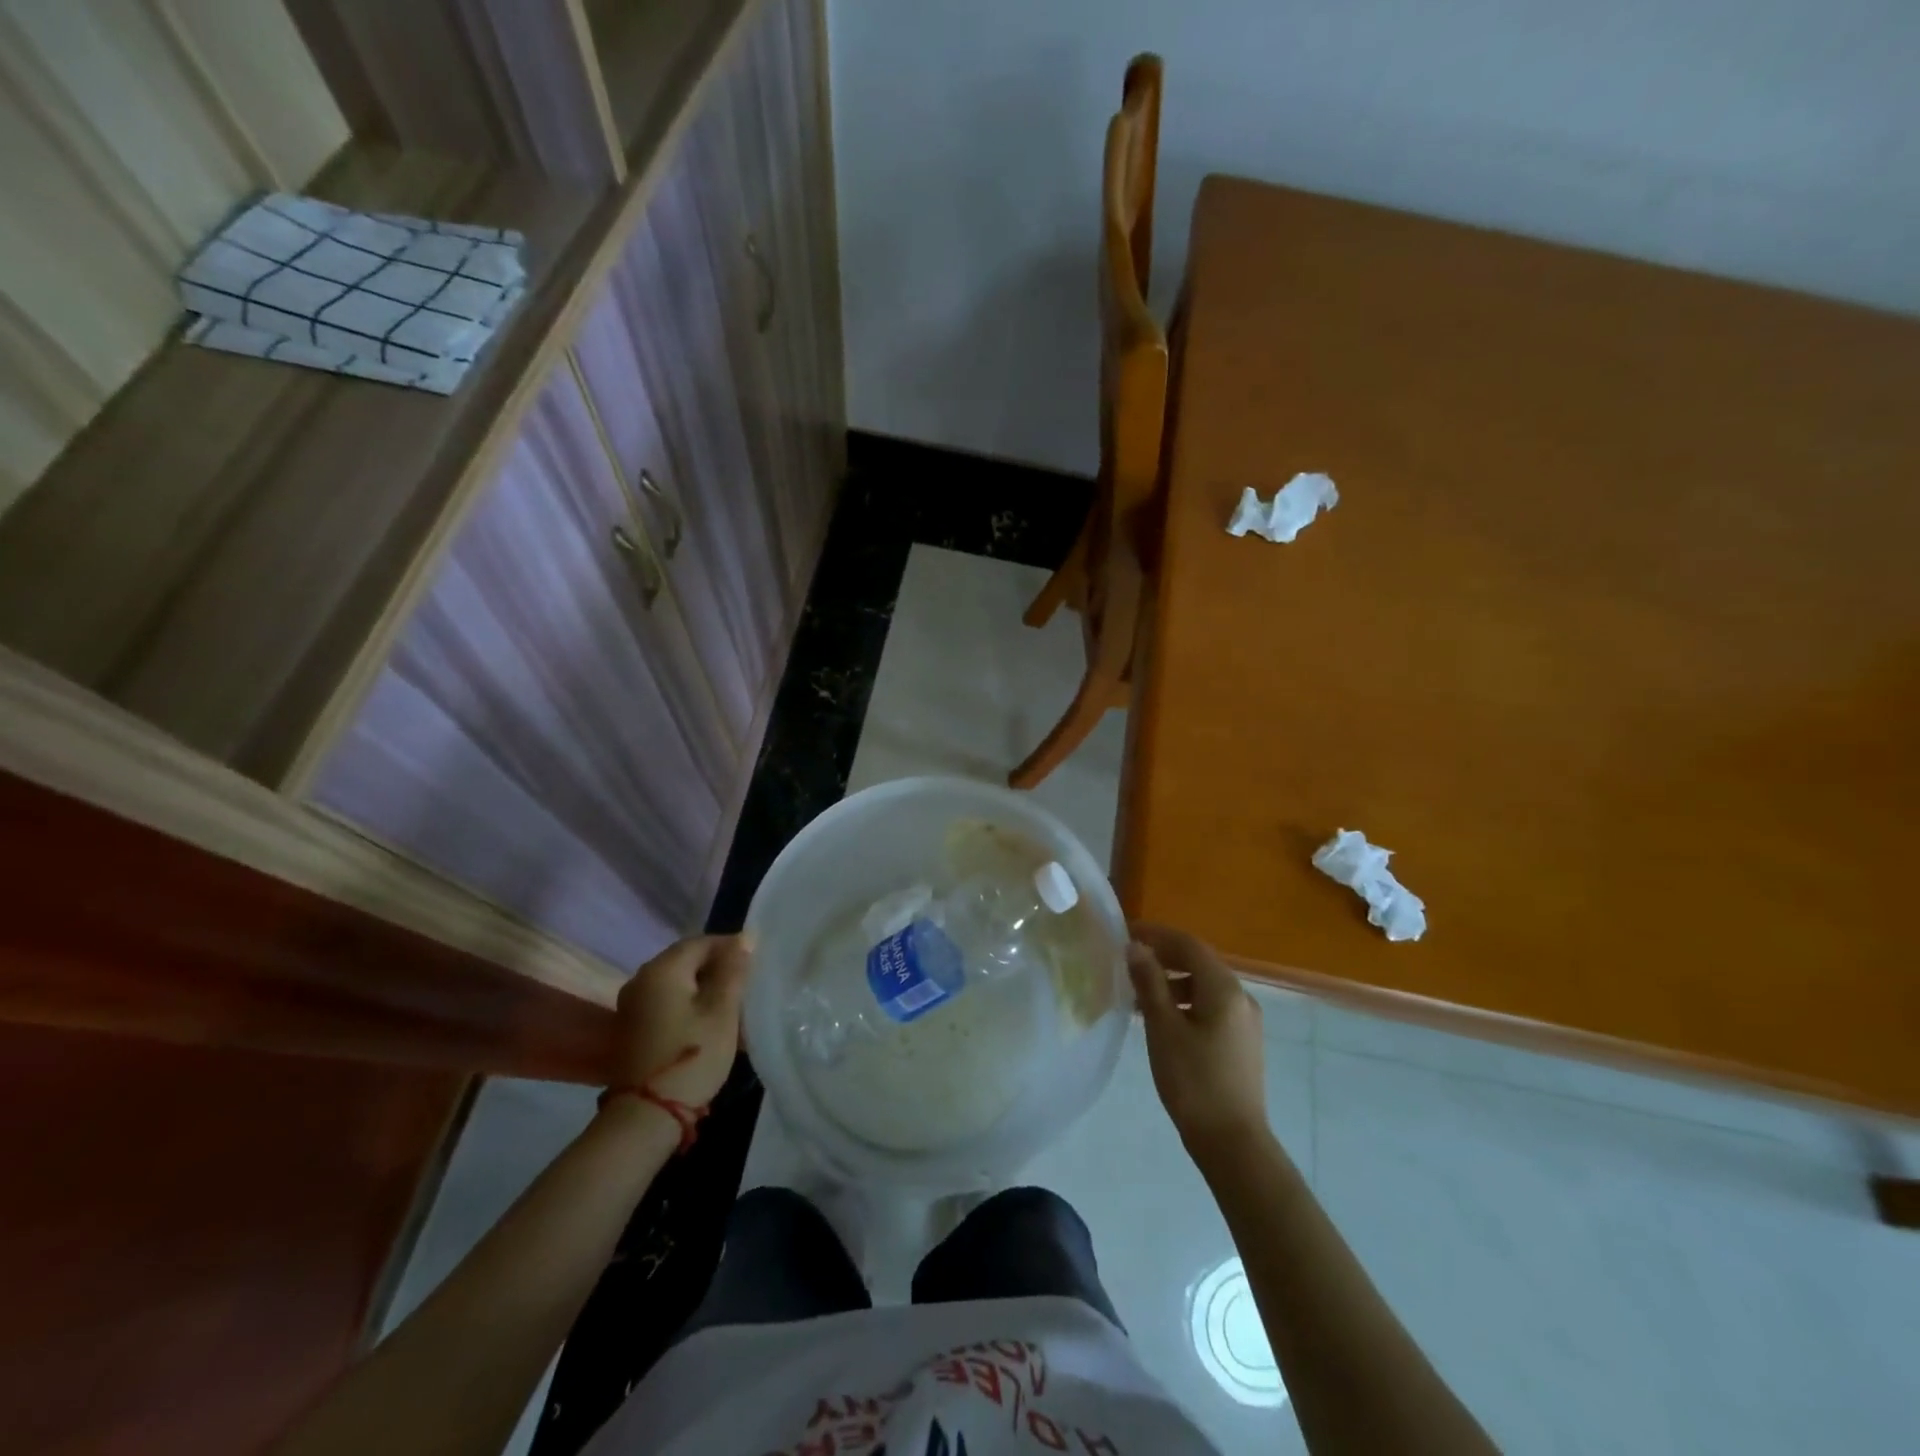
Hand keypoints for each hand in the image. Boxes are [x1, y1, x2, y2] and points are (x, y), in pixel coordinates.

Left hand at [610, 935, 752, 1108]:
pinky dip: (689, 1003)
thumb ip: (733, 971)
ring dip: (704, 987)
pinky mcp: (632, 1027)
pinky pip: (666, 1001)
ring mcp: (632, 1004)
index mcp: (662, 969)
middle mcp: (641, 979)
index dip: (730, 947)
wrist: (646, 1116)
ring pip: (677, 982)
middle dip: (718, 967)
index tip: (756, 962)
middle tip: (747, 984)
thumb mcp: (722, 1011)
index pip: (701, 942)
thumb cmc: (693, 1056)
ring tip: (732, 1004)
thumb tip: (744, 938)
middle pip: (686, 960)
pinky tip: (708, 1021)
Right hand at [1127, 924, 1270, 1160]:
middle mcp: (1241, 997)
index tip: (1125, 933)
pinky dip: (1184, 1002)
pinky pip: (1210, 1007)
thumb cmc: (1193, 1081)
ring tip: (1137, 994)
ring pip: (1203, 986)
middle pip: (1198, 962)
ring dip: (1171, 981)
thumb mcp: (1163, 1028)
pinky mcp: (1241, 1042)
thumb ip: (1149, 982)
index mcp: (1224, 988)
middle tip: (1127, 960)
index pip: (1188, 944)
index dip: (1156, 934)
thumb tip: (1135, 946)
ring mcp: (1244, 1021)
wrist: (1232, 1143)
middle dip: (1163, 956)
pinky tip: (1160, 1020)